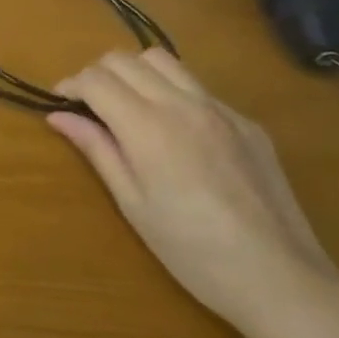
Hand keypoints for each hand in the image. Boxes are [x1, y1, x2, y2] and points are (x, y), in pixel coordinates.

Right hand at [48, 49, 338, 337]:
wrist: (280, 277)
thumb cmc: (191, 250)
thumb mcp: (132, 203)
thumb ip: (97, 150)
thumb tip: (58, 116)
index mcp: (148, 127)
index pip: (96, 79)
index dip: (70, 86)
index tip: (61, 105)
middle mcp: (183, 104)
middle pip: (125, 59)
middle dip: (97, 74)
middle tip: (90, 107)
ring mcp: (221, 109)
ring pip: (163, 60)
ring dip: (134, 73)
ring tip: (128, 107)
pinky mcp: (246, 122)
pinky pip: (198, 87)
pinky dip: (171, 93)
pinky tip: (175, 132)